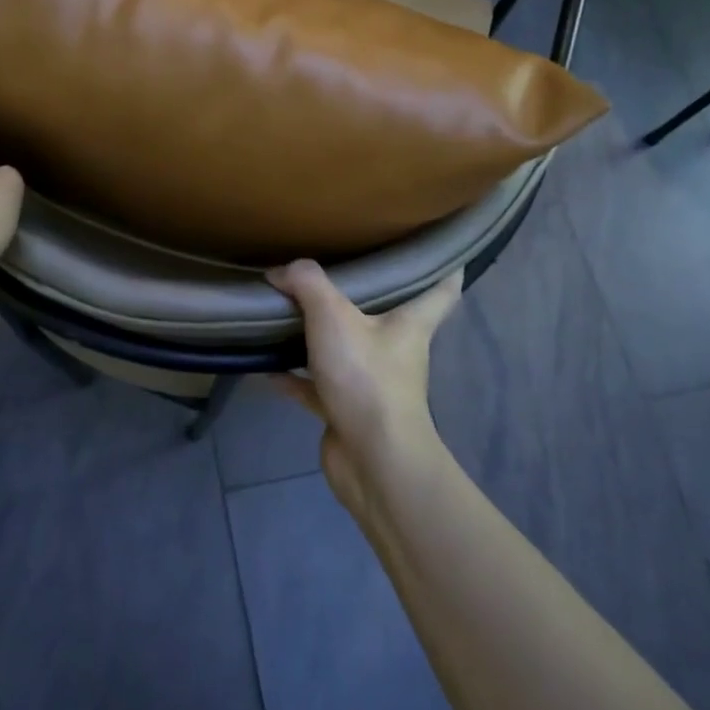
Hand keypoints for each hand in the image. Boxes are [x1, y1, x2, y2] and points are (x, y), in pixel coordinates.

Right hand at [266, 261, 461, 513]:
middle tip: (340, 266)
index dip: (444, 267)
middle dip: (368, 295)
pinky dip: (293, 376)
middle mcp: (397, 350)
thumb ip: (307, 284)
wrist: (372, 460)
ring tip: (290, 311)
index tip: (439, 249)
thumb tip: (280, 271)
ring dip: (321, 336)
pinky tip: (265, 365)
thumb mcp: (333, 316)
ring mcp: (372, 382)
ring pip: (347, 349)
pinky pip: (316, 385)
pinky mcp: (346, 409)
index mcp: (410, 322)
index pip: (442, 289)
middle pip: (388, 315)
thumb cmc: (367, 377)